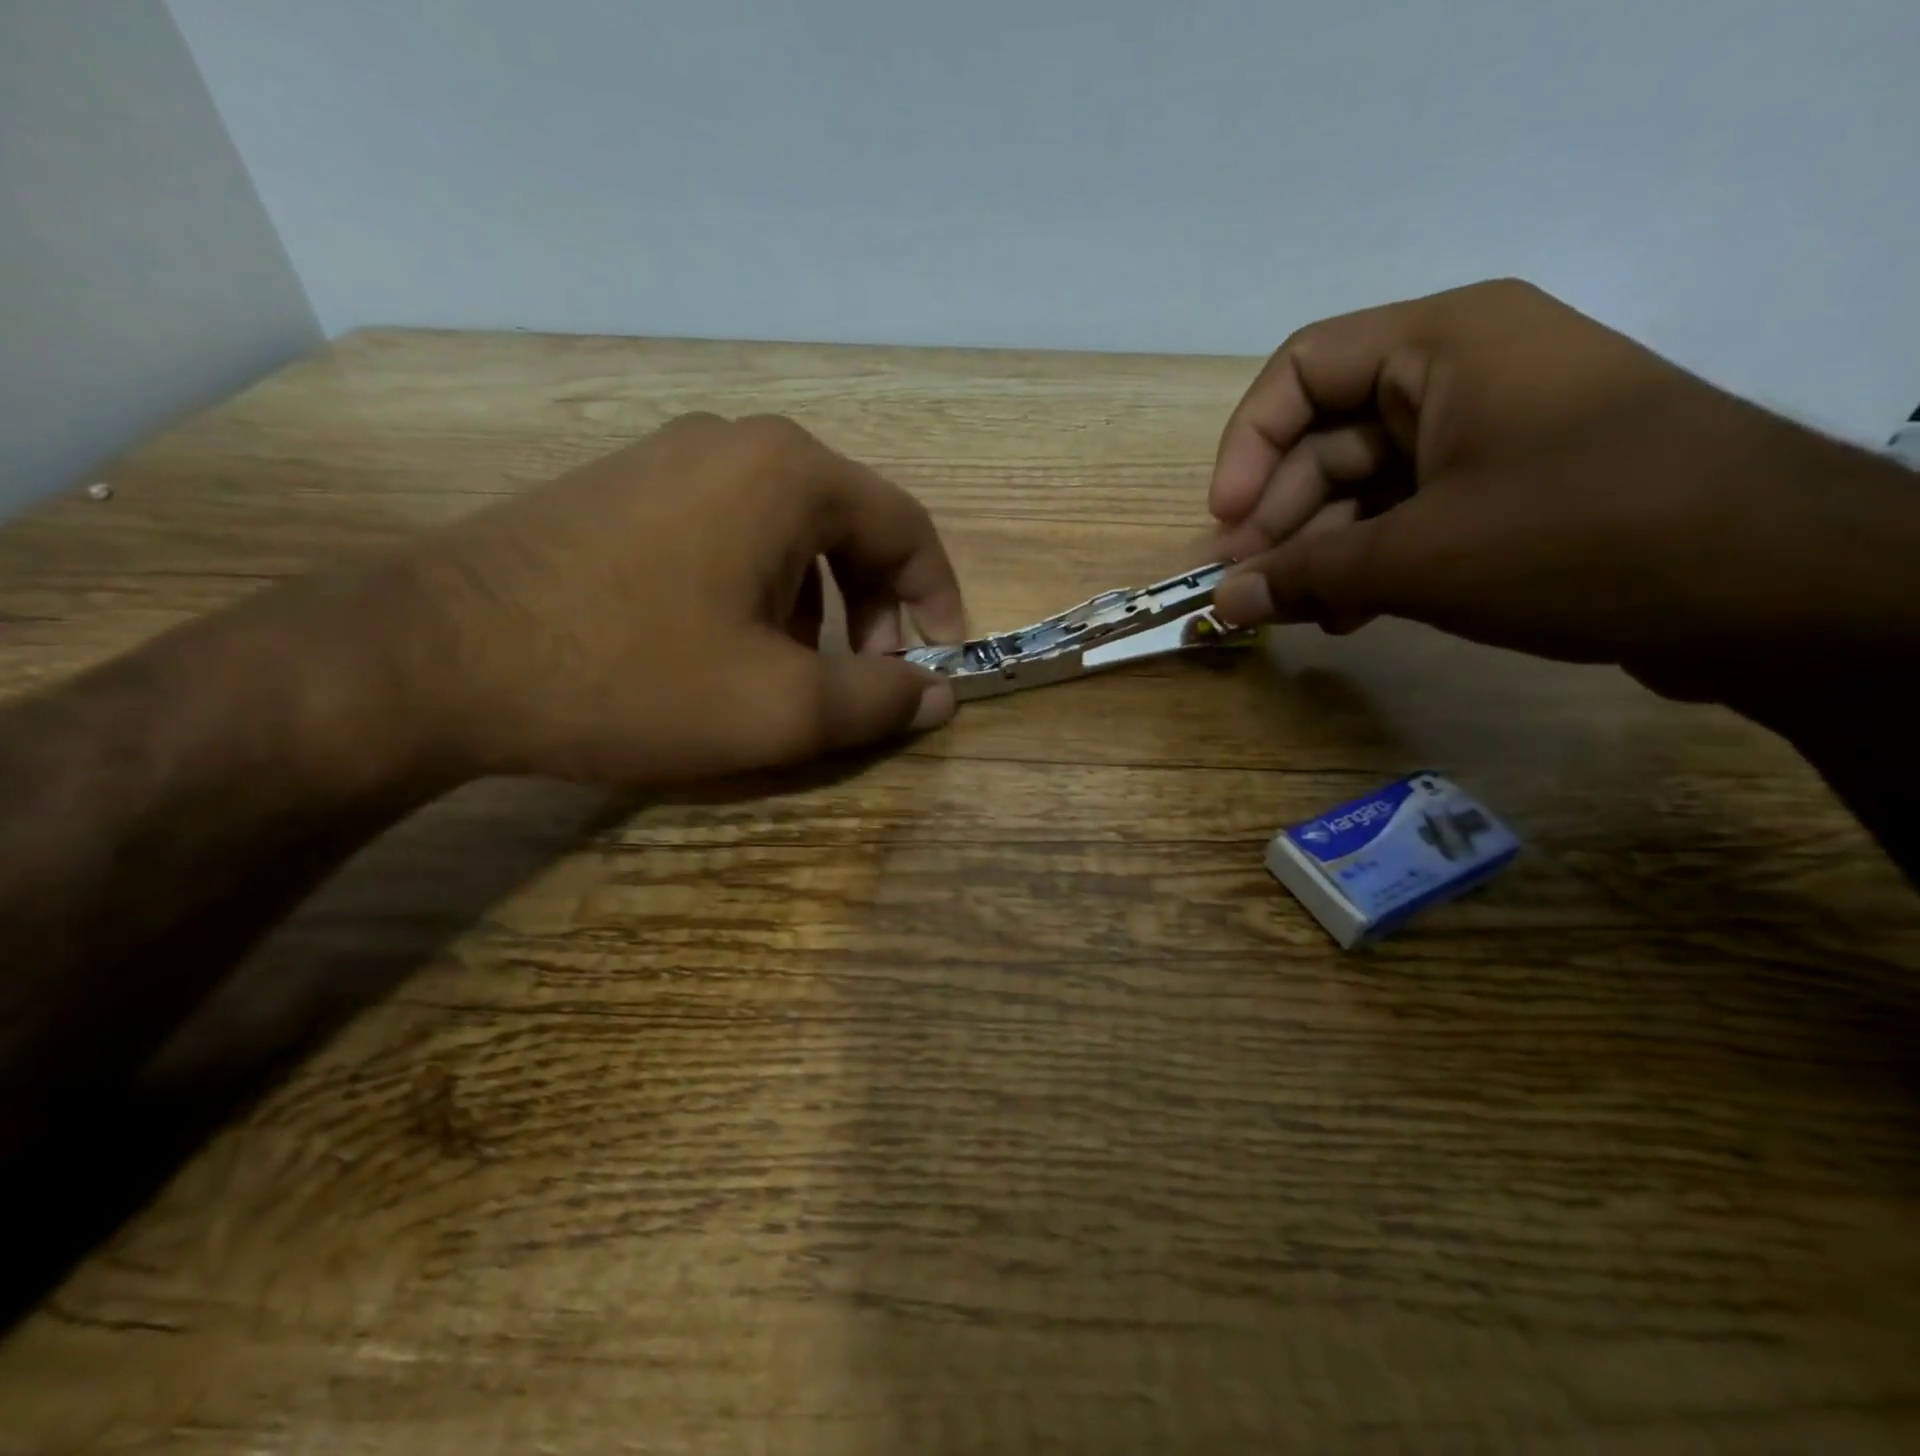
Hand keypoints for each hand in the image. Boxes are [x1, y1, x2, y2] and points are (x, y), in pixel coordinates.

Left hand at [379, 413, 967, 786]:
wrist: (431, 658)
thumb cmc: (631, 676)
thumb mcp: (779, 708)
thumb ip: (879, 700)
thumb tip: (941, 694)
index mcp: (791, 474)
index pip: (908, 528)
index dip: (939, 600)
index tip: (941, 663)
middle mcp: (738, 443)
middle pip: (849, 526)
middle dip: (874, 609)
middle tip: (864, 678)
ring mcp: (671, 457)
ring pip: (788, 533)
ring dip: (817, 605)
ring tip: (791, 673)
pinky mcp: (622, 488)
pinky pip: (728, 534)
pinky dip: (758, 591)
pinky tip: (723, 646)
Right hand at [1202, 278, 1914, 703]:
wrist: (1773, 588)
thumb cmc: (1576, 536)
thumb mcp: (1416, 558)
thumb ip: (1304, 576)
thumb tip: (1220, 606)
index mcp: (1442, 343)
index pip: (1300, 372)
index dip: (1248, 447)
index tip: (1224, 524)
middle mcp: (1462, 374)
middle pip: (1328, 440)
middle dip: (1280, 520)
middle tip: (1244, 591)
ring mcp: (1491, 435)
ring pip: (1366, 489)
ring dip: (1320, 554)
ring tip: (1292, 616)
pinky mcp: (1511, 491)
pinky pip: (1409, 518)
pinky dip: (1369, 565)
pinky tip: (1344, 617)